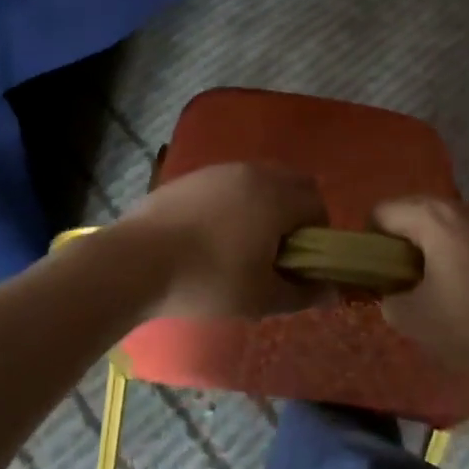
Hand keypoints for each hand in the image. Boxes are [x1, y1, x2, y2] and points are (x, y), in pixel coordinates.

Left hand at [116, 163, 330, 321]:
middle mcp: (252, 173)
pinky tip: (211, 236)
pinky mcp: (191, 177)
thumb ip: (303, 292)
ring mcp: (218, 171)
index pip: (317, 204)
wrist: (136, 262)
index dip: (318, 234)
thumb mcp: (261, 297)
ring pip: (259, 180)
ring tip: (242, 244)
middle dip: (295, 213)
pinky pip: (228, 184)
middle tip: (276, 252)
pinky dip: (234, 202)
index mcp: (277, 196)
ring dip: (264, 205)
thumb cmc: (208, 280)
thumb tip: (332, 291)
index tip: (299, 262)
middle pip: (292, 184)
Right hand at [371, 197, 468, 384]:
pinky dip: (468, 258)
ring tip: (445, 292)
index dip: (370, 241)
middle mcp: (466, 207)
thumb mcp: (413, 320)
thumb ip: (388, 300)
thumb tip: (394, 293)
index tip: (377, 274)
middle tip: (406, 284)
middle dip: (404, 245)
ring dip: (438, 250)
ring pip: (451, 227)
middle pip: (417, 214)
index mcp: (434, 217)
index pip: (382, 211)